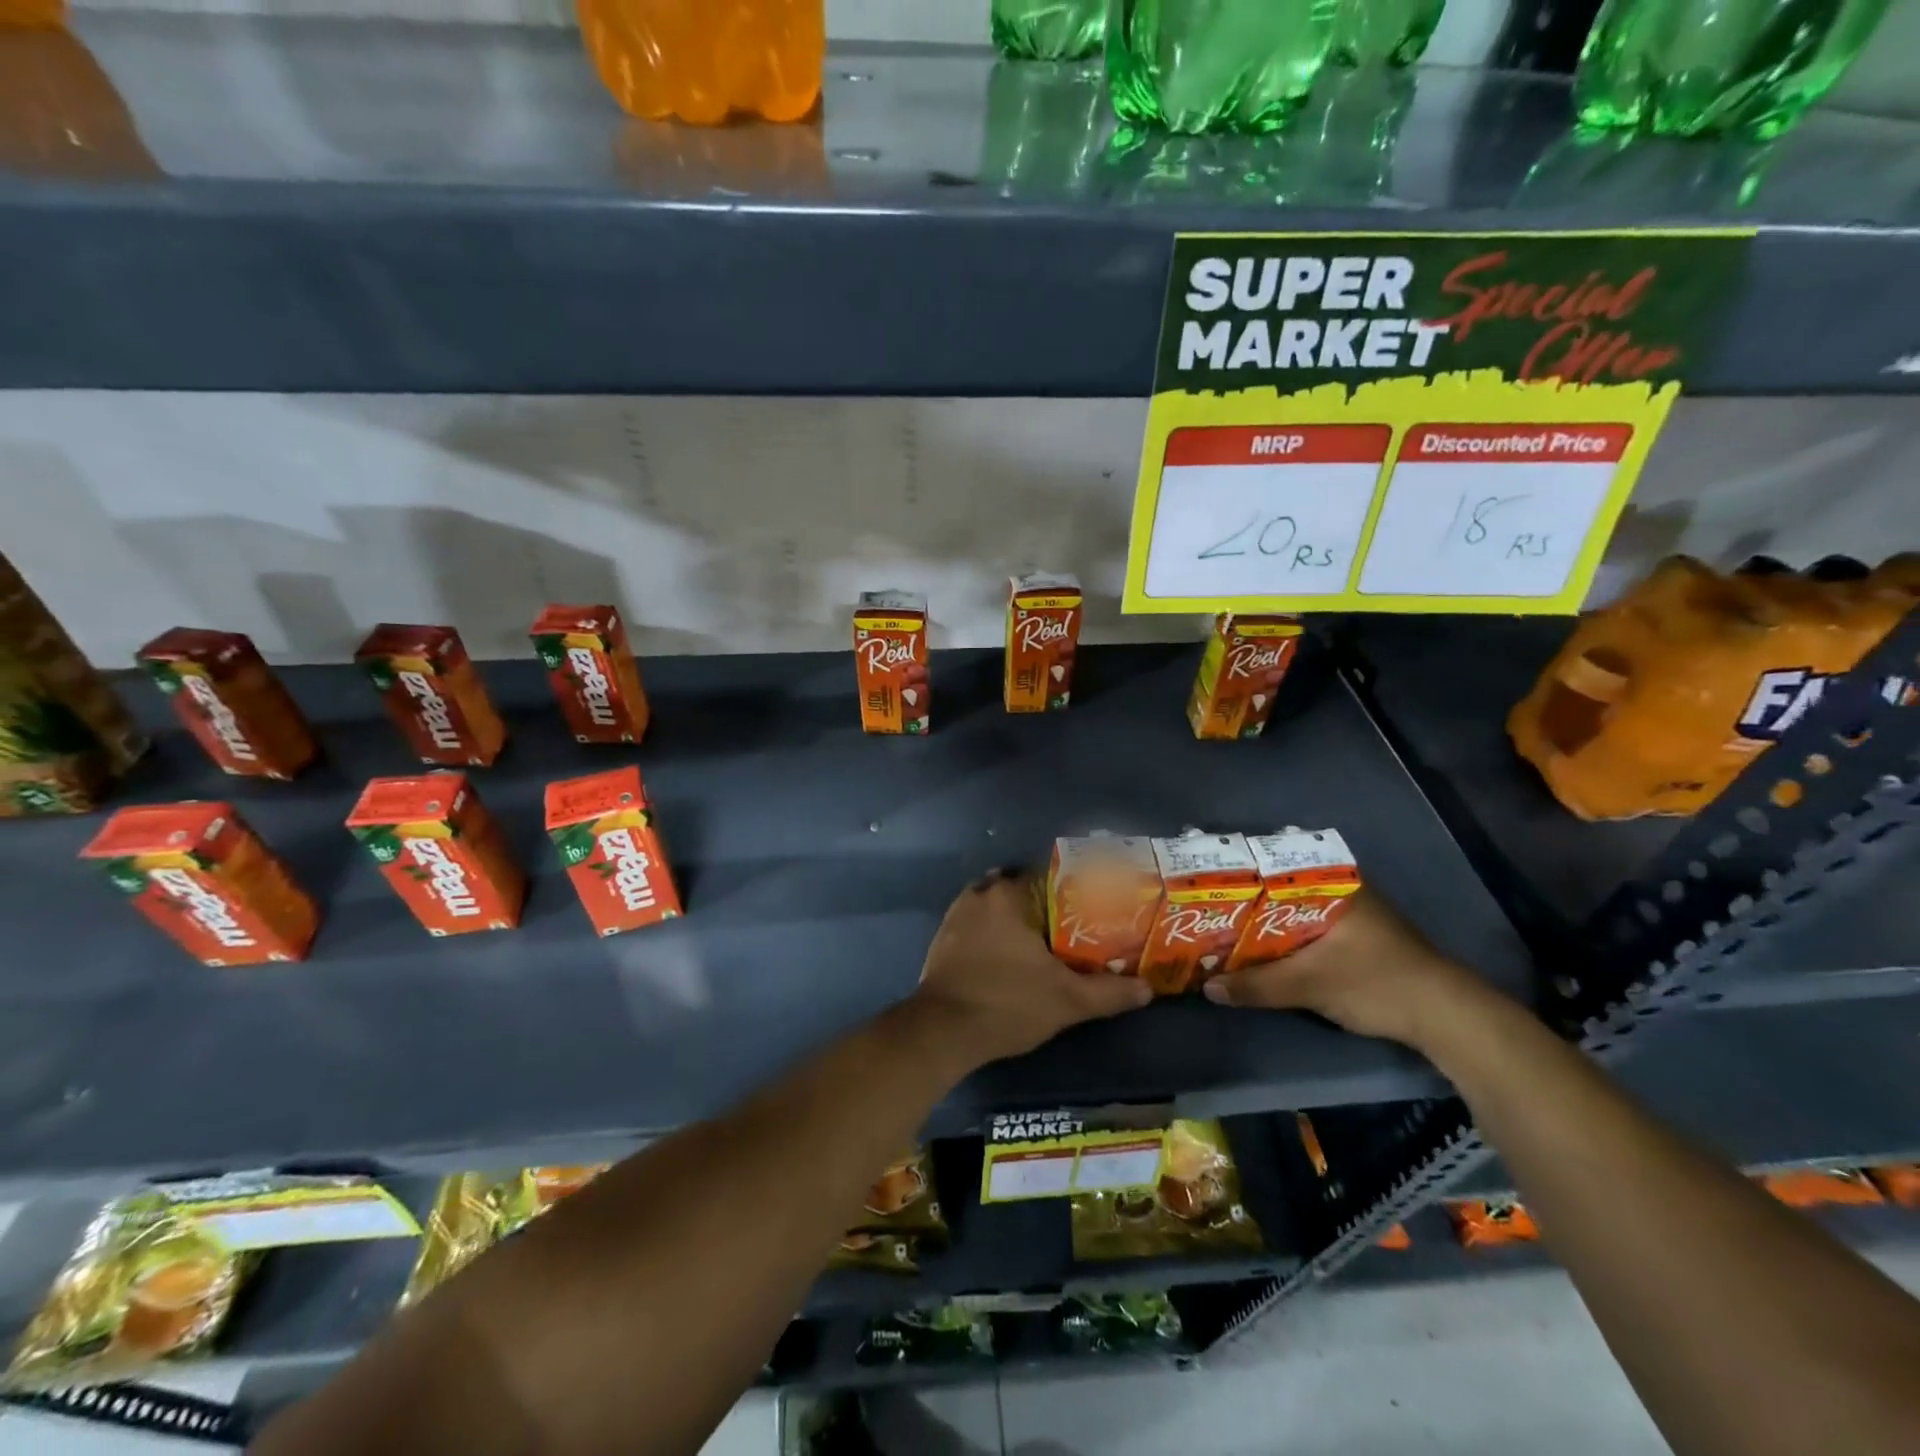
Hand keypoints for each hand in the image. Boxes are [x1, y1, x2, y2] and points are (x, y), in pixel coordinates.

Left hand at [910, 870, 1151, 1068]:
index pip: (1047, 876)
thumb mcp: (1067, 1000)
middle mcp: (979, 895)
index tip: (1090, 908)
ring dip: (1015, 919)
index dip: (1071, 890)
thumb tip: (1148, 989)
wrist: (943, 1031)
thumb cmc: (1008, 1003)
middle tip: (1070, 928)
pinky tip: (1008, 957)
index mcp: (1008, 895)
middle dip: (1043, 905)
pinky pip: (975, 925)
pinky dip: (992, 934)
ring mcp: (955, 916)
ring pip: (995, 907)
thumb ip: (1109, 992)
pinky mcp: (941, 940)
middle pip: (1020, 890)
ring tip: (1042, 942)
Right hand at [1202, 890, 1491, 1049]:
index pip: (1275, 864)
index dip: (1239, 873)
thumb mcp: (1310, 985)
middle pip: (1282, 889)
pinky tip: (1264, 951)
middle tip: (1208, 909)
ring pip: (1295, 910)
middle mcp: (1343, 890)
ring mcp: (1354, 915)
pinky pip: (1310, 928)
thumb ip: (1257, 985)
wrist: (1447, 1017)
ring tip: (1225, 929)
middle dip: (1247, 901)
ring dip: (1266, 923)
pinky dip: (1285, 938)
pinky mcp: (1360, 940)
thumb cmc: (1376, 983)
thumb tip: (1208, 988)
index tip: (1206, 882)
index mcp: (1333, 884)